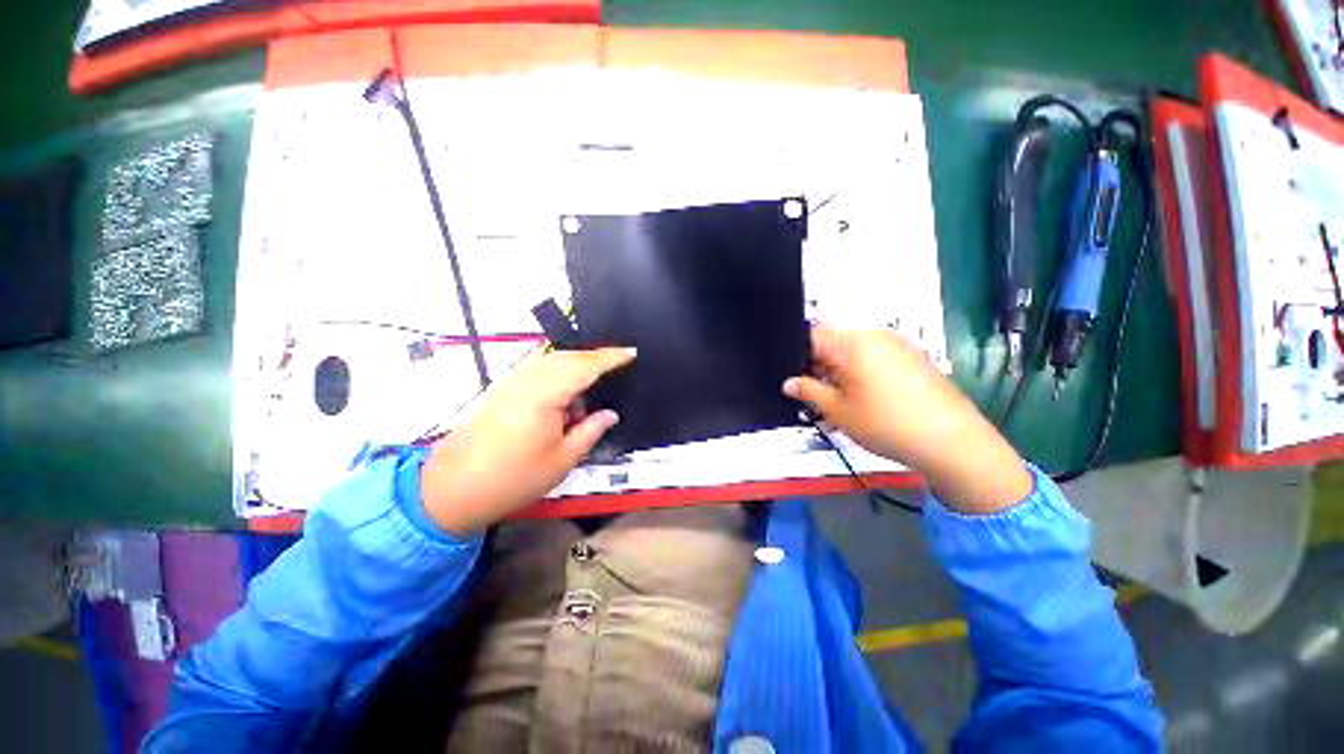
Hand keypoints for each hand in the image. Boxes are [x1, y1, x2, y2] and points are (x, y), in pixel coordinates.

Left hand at [420, 347, 635, 534]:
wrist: (448, 491)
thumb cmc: (512, 479)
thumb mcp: (561, 460)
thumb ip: (589, 431)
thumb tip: (610, 414)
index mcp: (544, 394)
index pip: (584, 366)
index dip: (611, 358)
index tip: (632, 353)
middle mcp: (526, 380)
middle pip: (566, 357)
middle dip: (594, 359)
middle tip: (618, 367)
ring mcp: (510, 383)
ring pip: (550, 362)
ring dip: (575, 368)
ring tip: (593, 388)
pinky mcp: (501, 391)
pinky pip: (537, 372)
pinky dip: (557, 377)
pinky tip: (565, 398)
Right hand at [783, 324, 1031, 513]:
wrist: (951, 441)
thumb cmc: (885, 423)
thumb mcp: (837, 410)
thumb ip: (808, 391)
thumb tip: (788, 383)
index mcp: (852, 343)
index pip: (813, 336)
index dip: (799, 357)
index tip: (799, 380)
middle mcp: (876, 336)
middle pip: (835, 342)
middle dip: (821, 366)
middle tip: (819, 396)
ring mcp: (899, 345)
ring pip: (856, 351)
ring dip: (842, 371)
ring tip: (843, 403)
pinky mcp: (915, 357)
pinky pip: (878, 357)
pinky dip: (864, 373)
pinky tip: (868, 401)